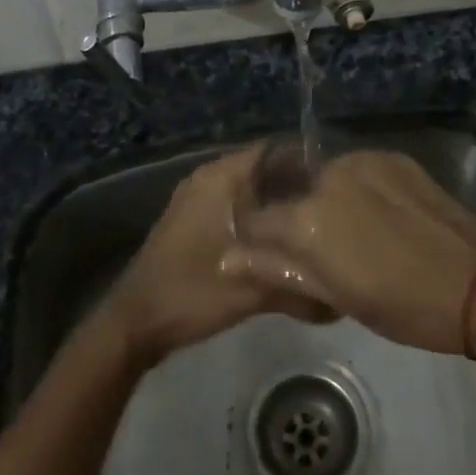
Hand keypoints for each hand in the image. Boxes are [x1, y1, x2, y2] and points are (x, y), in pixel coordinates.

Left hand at [102, 146, 322, 366]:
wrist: (134, 322)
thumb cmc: (191, 292)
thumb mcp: (251, 291)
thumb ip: (297, 286)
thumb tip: (340, 295)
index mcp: (219, 178)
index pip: (272, 151)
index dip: (306, 163)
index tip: (336, 184)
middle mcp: (207, 179)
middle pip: (262, 170)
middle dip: (294, 186)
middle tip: (331, 208)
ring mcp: (196, 199)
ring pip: (248, 191)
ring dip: (275, 204)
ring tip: (313, 224)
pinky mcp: (192, 221)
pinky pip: (233, 206)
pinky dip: (256, 217)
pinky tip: (280, 241)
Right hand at [224, 150, 475, 354]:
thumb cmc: (402, 305)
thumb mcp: (335, 296)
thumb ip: (277, 270)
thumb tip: (226, 258)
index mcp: (307, 218)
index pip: (259, 220)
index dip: (261, 241)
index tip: (275, 257)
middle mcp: (328, 176)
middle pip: (293, 195)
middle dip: (298, 219)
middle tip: (326, 252)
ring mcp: (362, 161)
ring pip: (327, 180)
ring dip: (329, 201)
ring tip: (358, 233)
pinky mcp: (391, 156)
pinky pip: (359, 171)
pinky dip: (359, 189)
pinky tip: (381, 216)